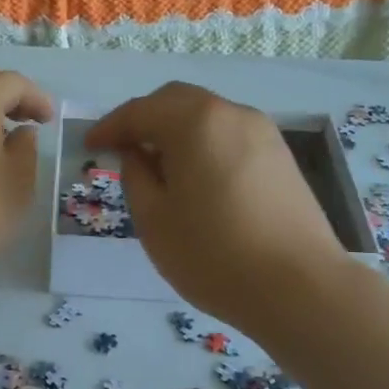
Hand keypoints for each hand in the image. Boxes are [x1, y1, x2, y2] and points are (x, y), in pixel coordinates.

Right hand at [86, 83, 343, 333]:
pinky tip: (196, 178)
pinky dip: (203, 144)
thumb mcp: (154, 219)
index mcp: (195, 122)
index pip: (140, 111)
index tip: (89, 146)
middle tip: (121, 149)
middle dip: (144, 119)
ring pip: (206, 116)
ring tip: (157, 166)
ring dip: (175, 131)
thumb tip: (136, 153)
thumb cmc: (214, 254)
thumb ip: (135, 176)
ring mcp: (263, 132)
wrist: (299, 287)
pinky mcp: (281, 156)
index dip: (110, 127)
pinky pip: (229, 135)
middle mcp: (231, 114)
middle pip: (176, 101)